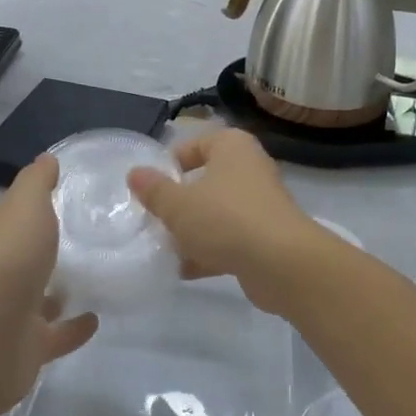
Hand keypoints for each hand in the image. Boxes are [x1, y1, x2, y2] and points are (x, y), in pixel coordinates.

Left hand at [0, 155, 97, 415]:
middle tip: (95, 233)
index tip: (73, 192)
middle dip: (49, 245)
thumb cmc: (5, 262)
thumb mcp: (24, 207)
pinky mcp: (27, 349)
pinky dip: (73, 326)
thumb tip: (47, 158)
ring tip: (100, 274)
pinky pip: (56, 334)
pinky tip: (97, 318)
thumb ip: (37, 183)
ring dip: (61, 288)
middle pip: (27, 254)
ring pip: (40, 295)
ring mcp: (11, 312)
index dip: (37, 202)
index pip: (16, 214)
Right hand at [126, 128, 325, 316]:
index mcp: (232, 147)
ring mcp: (261, 204)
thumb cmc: (225, 219)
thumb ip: (154, 190)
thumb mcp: (178, 205)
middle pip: (206, 181)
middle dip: (180, 202)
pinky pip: (231, 239)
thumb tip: (134, 173)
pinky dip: (210, 252)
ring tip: (164, 248)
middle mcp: (250, 168)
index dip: (171, 164)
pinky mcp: (266, 237)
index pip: (196, 144)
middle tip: (154, 218)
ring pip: (218, 212)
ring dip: (193, 231)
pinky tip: (184, 271)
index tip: (151, 187)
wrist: (282, 263)